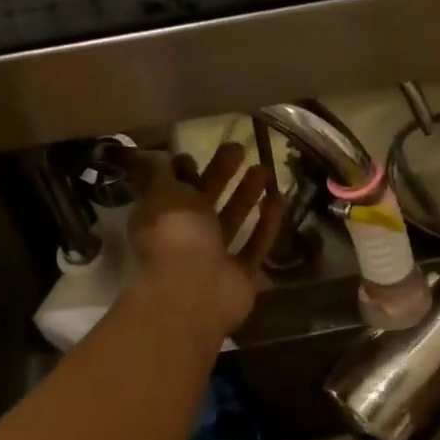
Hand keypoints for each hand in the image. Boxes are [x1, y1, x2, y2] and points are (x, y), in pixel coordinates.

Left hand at [129, 143, 286, 337]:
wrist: (194, 291)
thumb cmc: (175, 235)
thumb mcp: (166, 193)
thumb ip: (170, 175)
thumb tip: (177, 161)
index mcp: (160, 219)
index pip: (172, 190)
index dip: (186, 172)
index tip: (200, 153)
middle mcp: (185, 238)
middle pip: (205, 202)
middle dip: (221, 175)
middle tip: (239, 149)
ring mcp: (214, 259)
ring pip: (232, 221)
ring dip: (246, 195)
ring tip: (265, 169)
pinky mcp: (241, 275)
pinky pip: (255, 245)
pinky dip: (266, 224)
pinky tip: (280, 199)